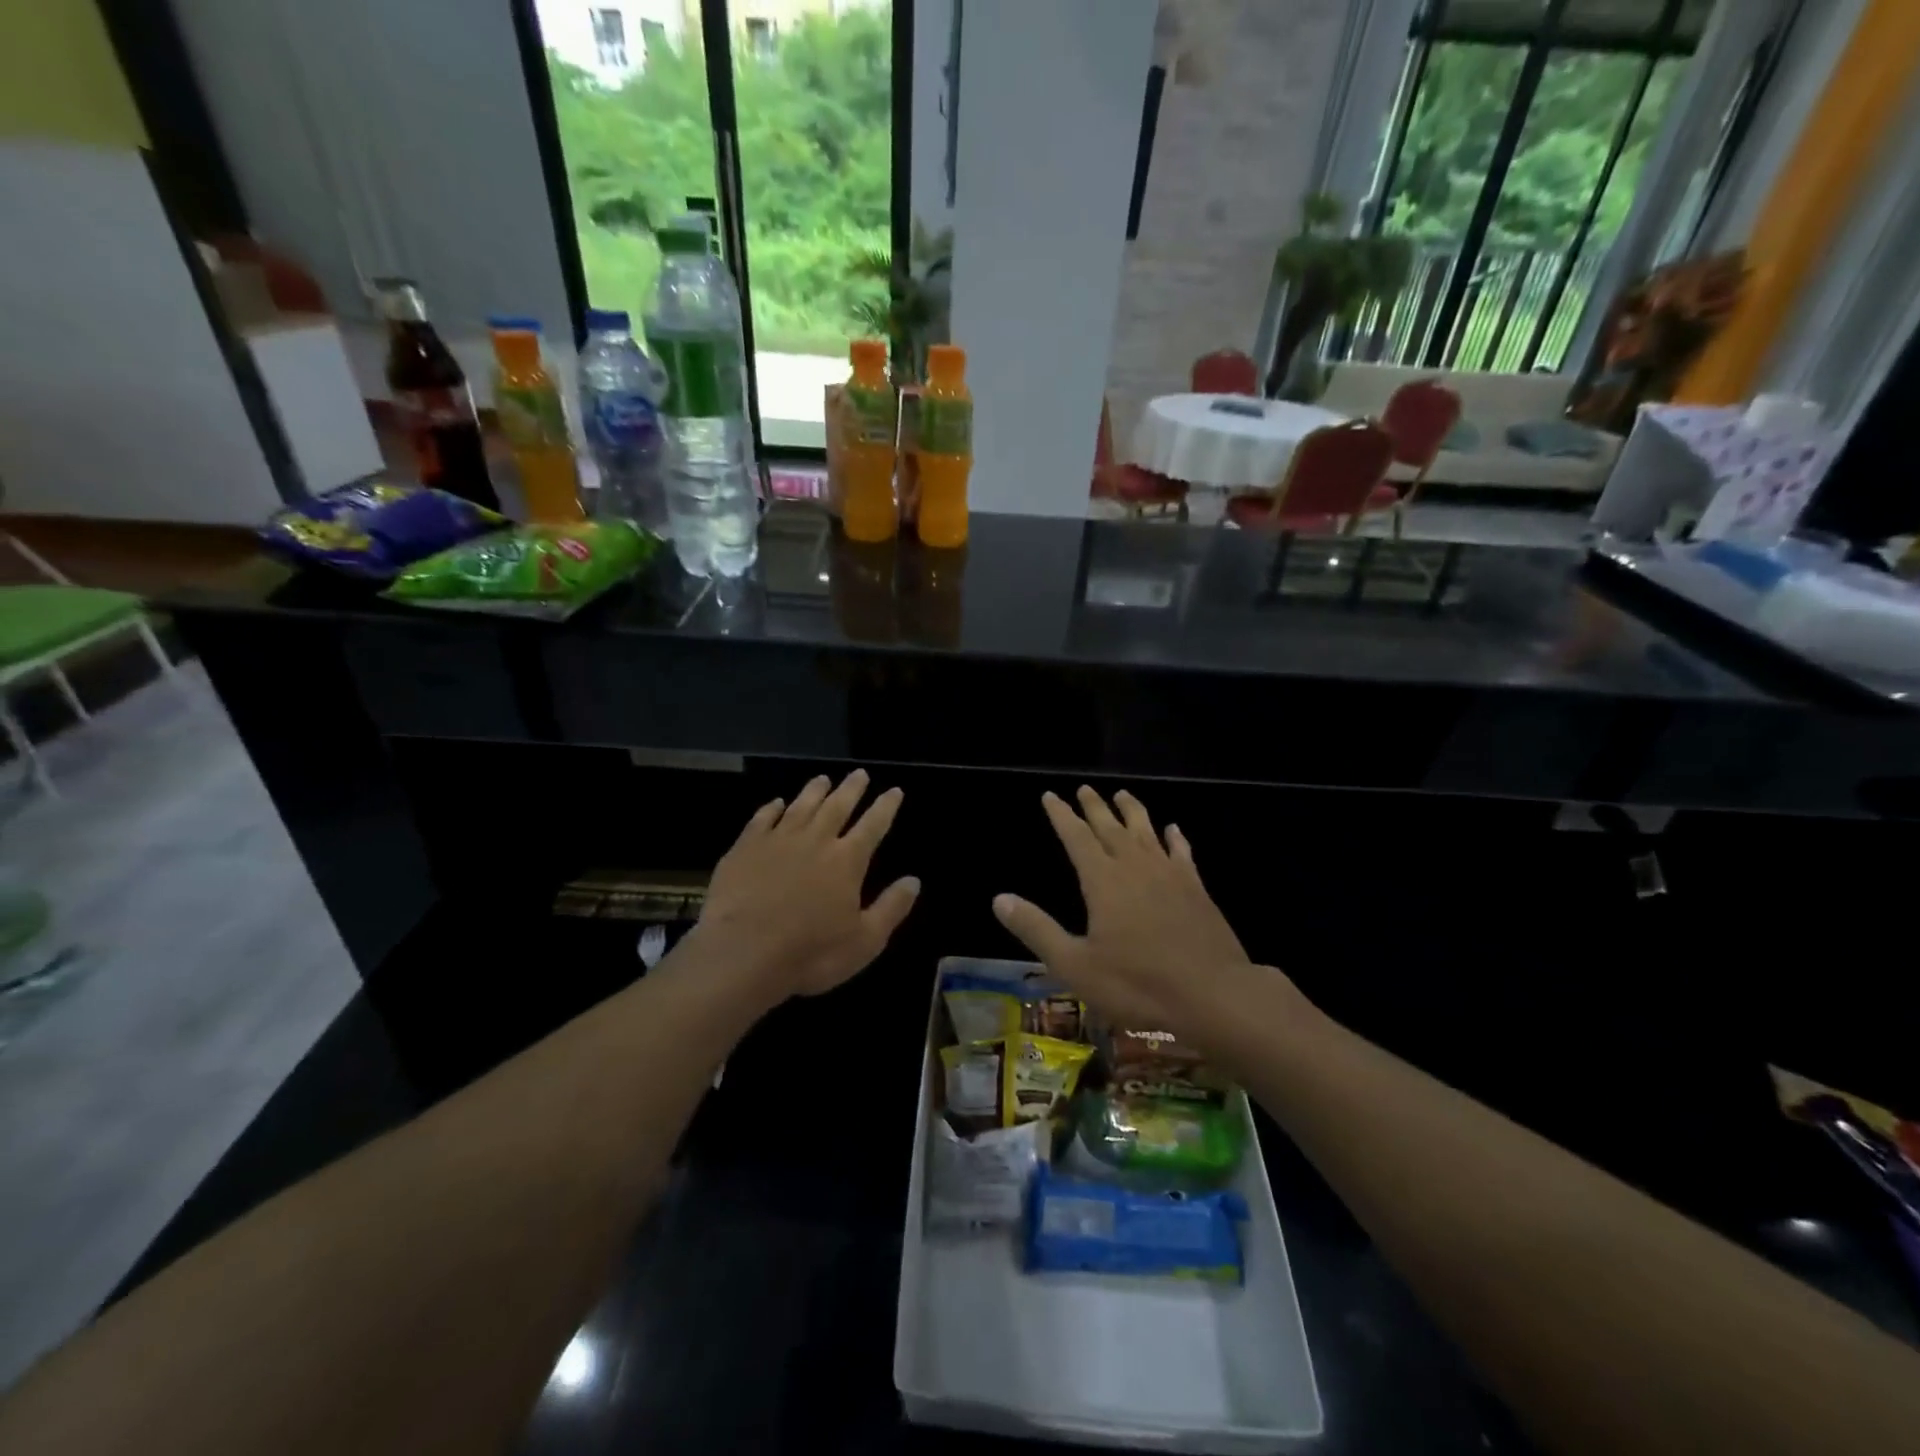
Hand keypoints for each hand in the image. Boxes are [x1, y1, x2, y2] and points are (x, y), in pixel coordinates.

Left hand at [693, 770, 918, 1002]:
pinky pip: (762, 819)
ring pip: (801, 806)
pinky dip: (772, 808)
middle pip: (837, 806)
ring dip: (814, 791)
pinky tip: (776, 803)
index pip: (873, 825)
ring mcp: (777, 840)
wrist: (742, 953)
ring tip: (823, 779)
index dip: (886, 807)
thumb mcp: (864, 941)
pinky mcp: (745, 848)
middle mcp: (815, 840)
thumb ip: (891, 908)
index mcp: (847, 860)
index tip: (894, 790)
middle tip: (860, 773)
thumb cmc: (810, 952)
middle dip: (851, 789)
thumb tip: (914, 880)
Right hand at [993, 787, 1255, 1036]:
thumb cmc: (1137, 984)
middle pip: (1111, 827)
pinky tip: (1173, 830)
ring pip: (1147, 832)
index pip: (1076, 837)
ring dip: (1132, 811)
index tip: (1051, 796)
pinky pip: (1182, 852)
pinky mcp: (1197, 889)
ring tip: (1122, 794)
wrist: (1213, 995)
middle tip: (1084, 788)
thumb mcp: (1075, 964)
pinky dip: (1175, 838)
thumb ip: (1037, 929)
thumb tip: (999, 899)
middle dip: (1095, 807)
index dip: (1062, 816)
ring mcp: (1169, 875)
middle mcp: (1135, 867)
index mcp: (1103, 881)